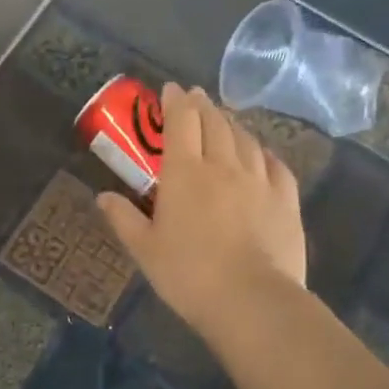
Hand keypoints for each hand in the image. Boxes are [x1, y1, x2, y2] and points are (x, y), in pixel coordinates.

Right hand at [97, 84, 306, 347]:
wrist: (251, 300)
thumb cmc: (188, 274)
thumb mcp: (144, 249)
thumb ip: (123, 218)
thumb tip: (102, 196)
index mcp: (184, 172)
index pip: (181, 121)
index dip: (175, 101)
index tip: (170, 89)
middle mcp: (223, 166)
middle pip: (214, 122)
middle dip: (202, 105)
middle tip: (195, 97)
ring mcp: (259, 181)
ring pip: (245, 139)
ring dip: (231, 123)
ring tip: (223, 120)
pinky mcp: (286, 200)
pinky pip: (275, 164)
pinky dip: (262, 152)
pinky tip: (260, 154)